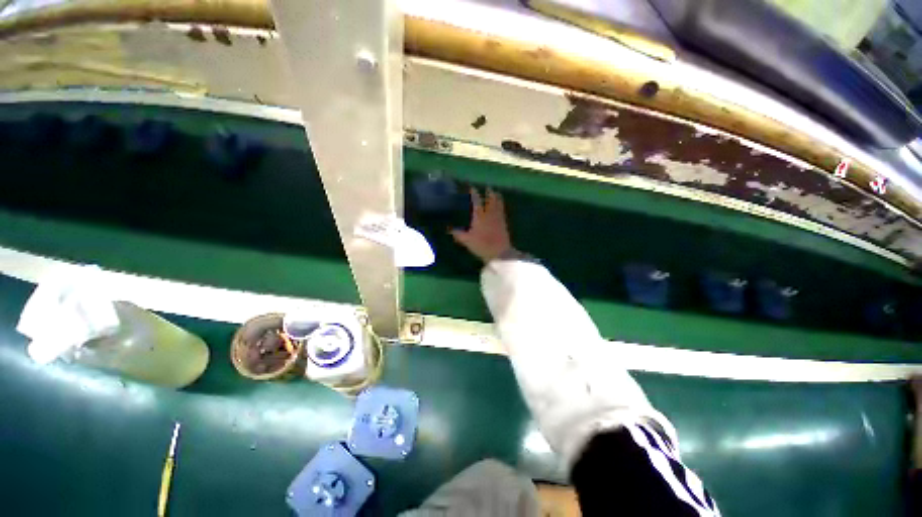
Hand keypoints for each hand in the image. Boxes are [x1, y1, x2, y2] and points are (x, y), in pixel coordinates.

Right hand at [450, 187, 513, 262]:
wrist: (499, 252)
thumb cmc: (481, 245)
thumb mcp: (466, 240)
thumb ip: (458, 234)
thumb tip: (449, 229)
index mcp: (479, 216)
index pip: (477, 201)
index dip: (474, 193)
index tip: (472, 187)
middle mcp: (490, 214)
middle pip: (491, 199)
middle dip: (489, 192)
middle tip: (488, 187)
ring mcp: (498, 218)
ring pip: (498, 204)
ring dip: (497, 198)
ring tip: (497, 193)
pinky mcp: (504, 224)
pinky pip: (503, 211)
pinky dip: (501, 207)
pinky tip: (501, 207)